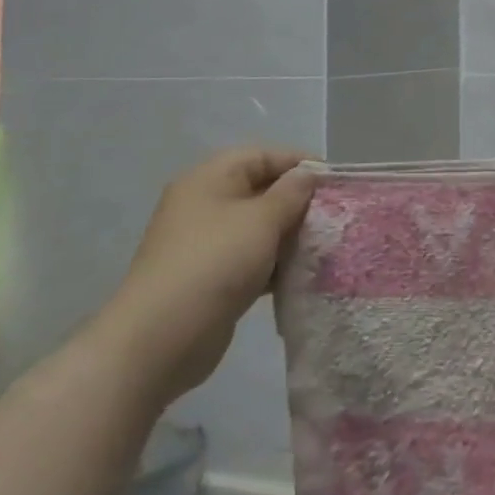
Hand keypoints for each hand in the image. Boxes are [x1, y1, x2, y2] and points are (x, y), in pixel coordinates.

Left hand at [94, 147, 315, 402]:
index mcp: (210, 179)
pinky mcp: (211, 277)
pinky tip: (302, 274)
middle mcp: (205, 204)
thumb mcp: (262, 220)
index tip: (334, 181)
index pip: (262, 155)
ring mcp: (206, 243)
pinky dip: (276, 262)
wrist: (159, 340)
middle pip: (262, 190)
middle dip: (298, 201)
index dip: (299, 163)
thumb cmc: (214, 263)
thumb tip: (308, 174)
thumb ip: (292, 193)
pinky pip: (252, 258)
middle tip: (334, 216)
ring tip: (325, 245)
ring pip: (259, 226)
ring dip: (290, 234)